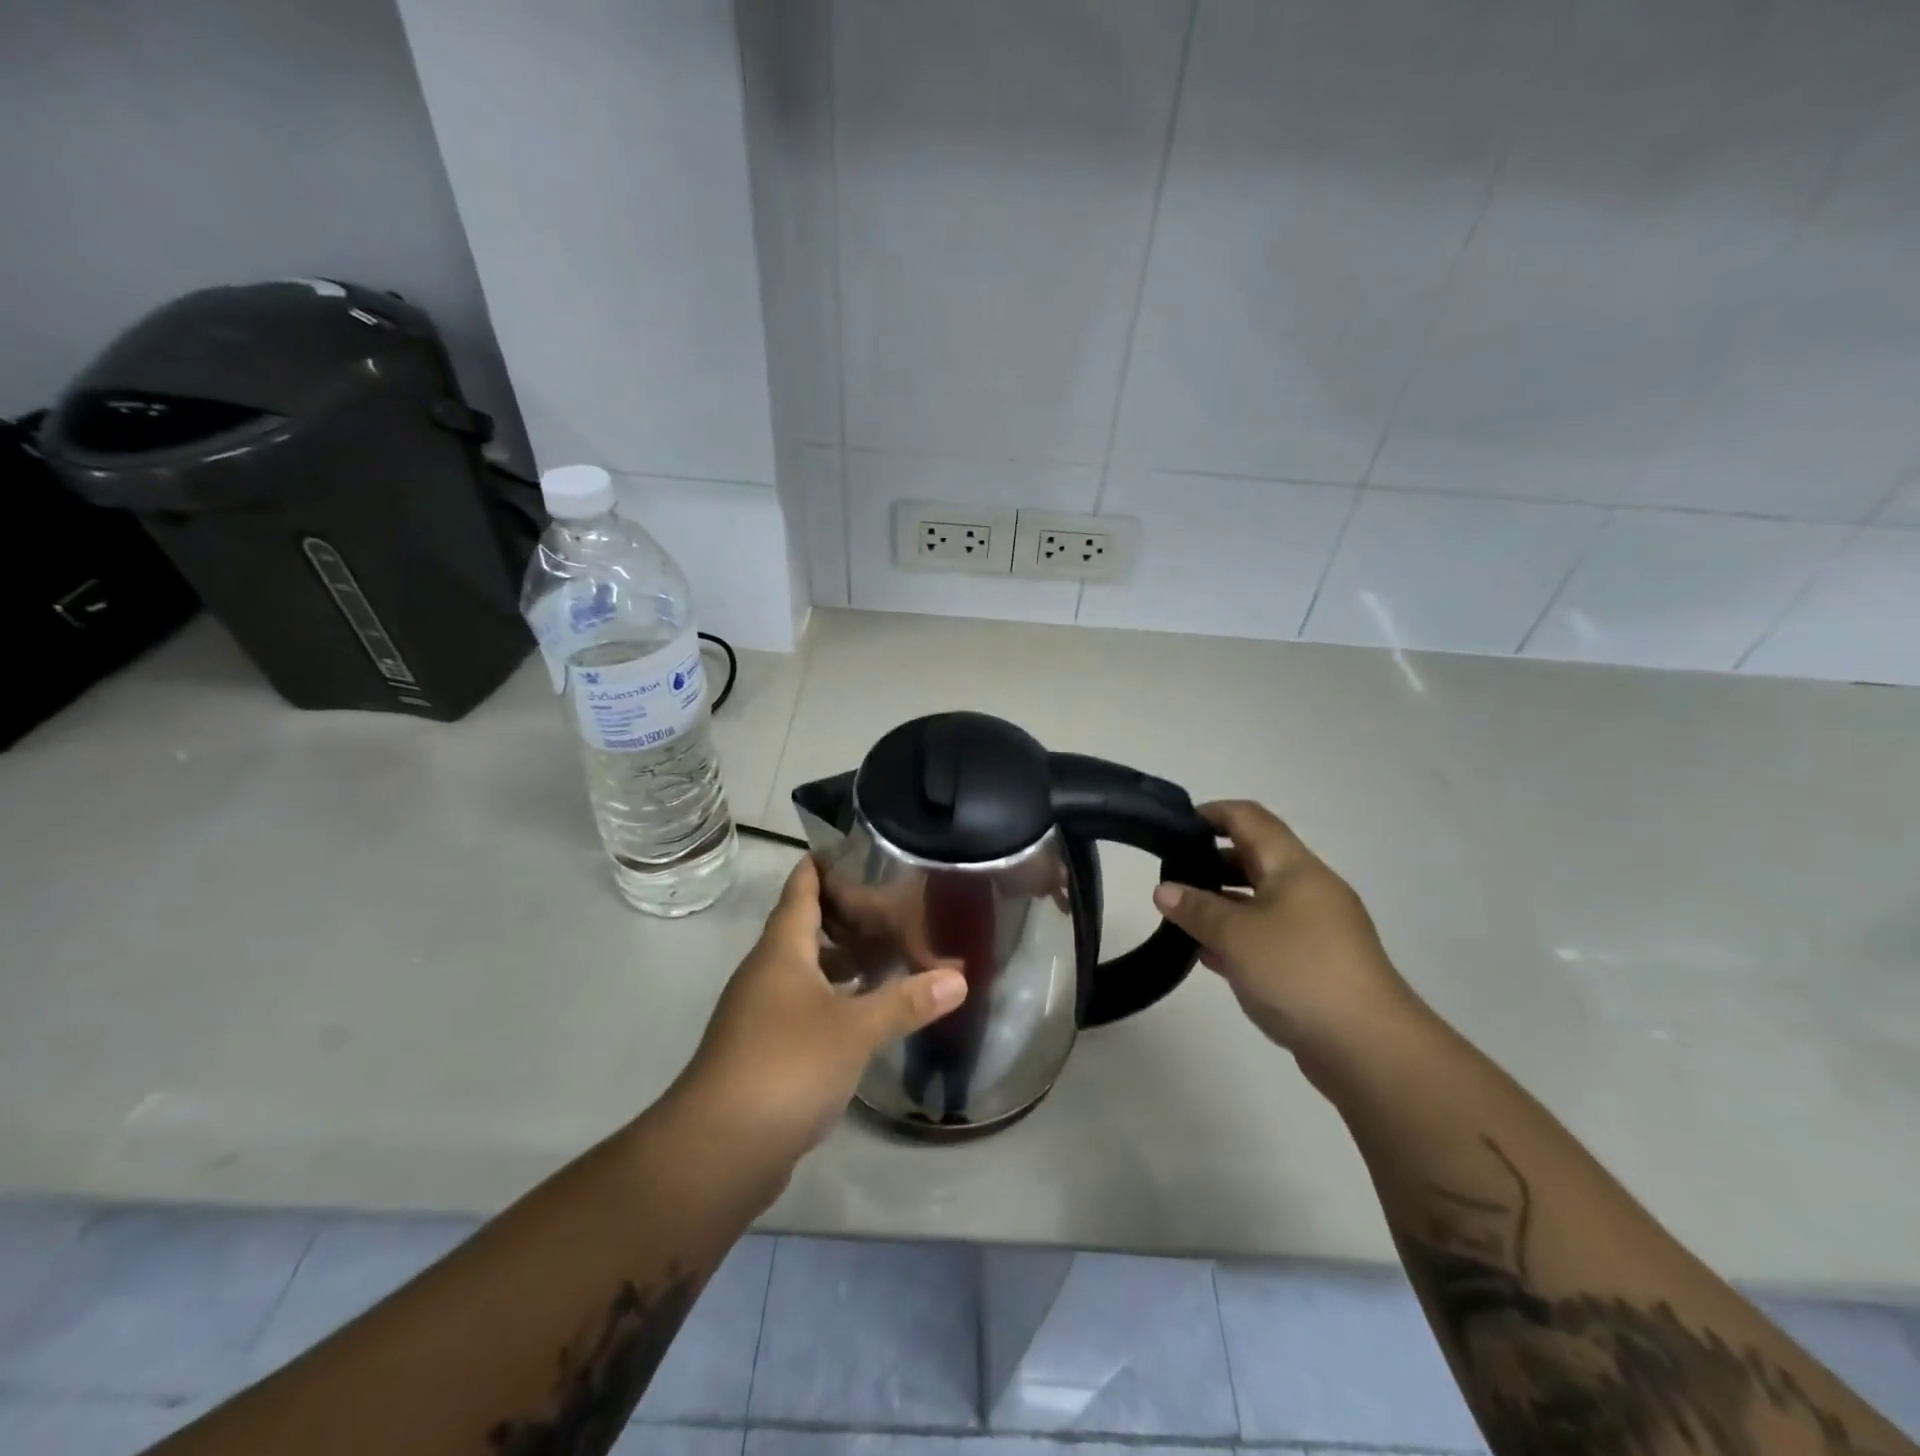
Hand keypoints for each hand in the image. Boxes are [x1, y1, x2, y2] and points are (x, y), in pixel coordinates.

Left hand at [676, 856, 967, 1175]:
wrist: (717, 1151)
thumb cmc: (785, 1067)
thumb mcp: (854, 1030)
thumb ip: (906, 1001)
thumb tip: (959, 978)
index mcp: (781, 951)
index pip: (801, 889)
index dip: (824, 864)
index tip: (859, 847)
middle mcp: (767, 974)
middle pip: (805, 928)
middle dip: (846, 915)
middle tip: (895, 904)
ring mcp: (761, 1015)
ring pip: (806, 971)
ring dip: (842, 961)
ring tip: (890, 954)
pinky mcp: (765, 1051)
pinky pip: (805, 1008)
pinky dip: (836, 1000)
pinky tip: (867, 1013)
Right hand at [1152, 801, 1415, 1068]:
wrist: (1370, 1048)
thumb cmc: (1299, 971)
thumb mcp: (1235, 935)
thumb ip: (1196, 909)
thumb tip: (1164, 890)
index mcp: (1294, 867)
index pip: (1250, 819)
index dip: (1213, 813)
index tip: (1175, 826)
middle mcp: (1308, 889)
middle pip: (1254, 858)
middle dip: (1210, 861)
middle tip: (1169, 875)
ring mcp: (1316, 929)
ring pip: (1259, 900)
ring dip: (1221, 903)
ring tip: (1179, 914)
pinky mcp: (1315, 965)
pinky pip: (1268, 936)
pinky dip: (1237, 937)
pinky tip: (1206, 953)